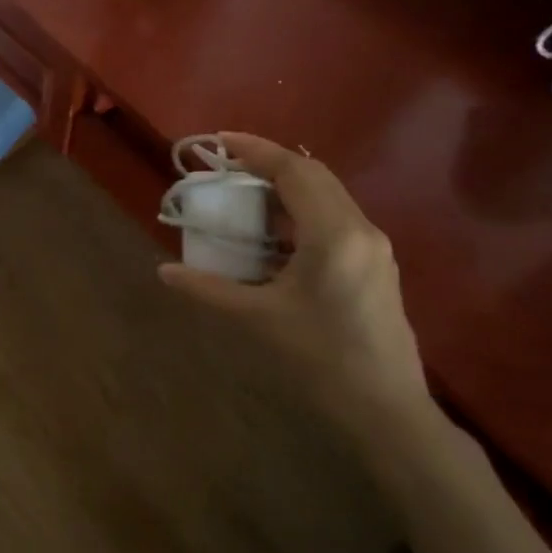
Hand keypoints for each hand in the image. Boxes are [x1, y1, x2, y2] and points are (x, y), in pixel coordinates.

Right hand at [158, 133, 429, 438]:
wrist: (388, 410)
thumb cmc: (321, 361)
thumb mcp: (258, 320)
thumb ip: (209, 289)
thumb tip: (164, 271)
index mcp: (333, 234)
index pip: (293, 170)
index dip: (255, 150)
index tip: (219, 142)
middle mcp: (360, 229)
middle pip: (314, 174)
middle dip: (270, 163)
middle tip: (229, 168)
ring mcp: (374, 246)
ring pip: (328, 194)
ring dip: (288, 186)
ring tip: (247, 195)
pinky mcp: (376, 264)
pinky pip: (336, 217)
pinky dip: (303, 210)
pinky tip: (277, 234)